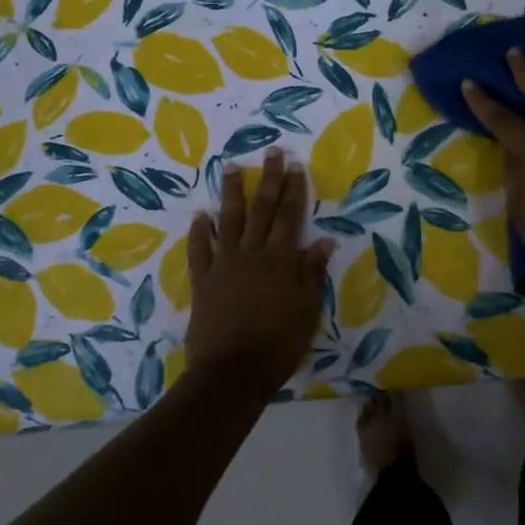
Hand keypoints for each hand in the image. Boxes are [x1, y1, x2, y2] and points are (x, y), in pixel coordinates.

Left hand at [185, 150, 334, 388]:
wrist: (231, 372)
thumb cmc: (278, 345)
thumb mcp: (307, 311)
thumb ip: (312, 274)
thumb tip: (324, 241)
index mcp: (280, 261)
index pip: (290, 217)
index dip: (294, 190)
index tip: (295, 165)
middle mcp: (251, 254)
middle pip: (262, 210)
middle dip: (269, 180)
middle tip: (272, 153)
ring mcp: (223, 264)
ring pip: (228, 220)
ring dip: (230, 193)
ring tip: (231, 168)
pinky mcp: (202, 280)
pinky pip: (200, 249)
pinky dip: (200, 231)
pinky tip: (201, 216)